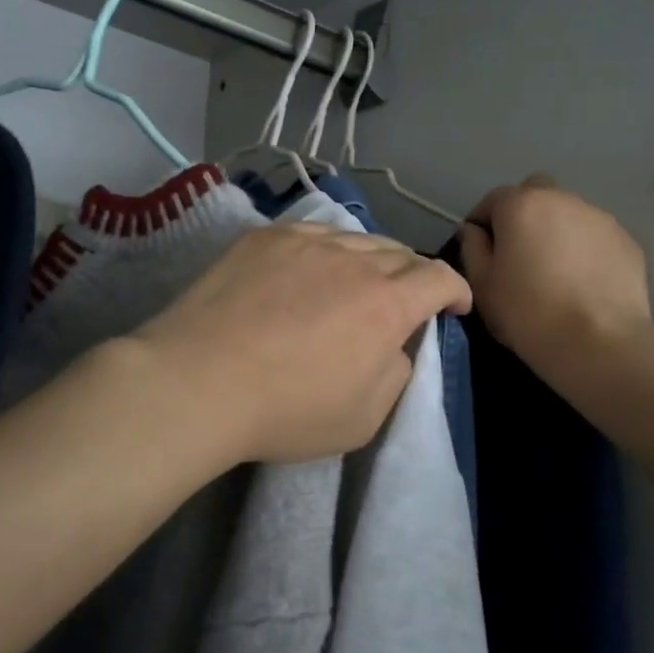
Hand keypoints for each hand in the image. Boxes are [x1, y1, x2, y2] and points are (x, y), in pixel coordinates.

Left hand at [132, 223, 470, 465]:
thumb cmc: (285, 411)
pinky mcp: (264, 238)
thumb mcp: (363, 418)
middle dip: (414, 276)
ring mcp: (306, 243)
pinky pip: (312, 234)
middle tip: (404, 299)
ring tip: (358, 280)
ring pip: (356, 239)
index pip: (439, 278)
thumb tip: (394, 347)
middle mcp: (354, 261)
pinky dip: (327, 250)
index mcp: (387, 304)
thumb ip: (395, 375)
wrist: (197, 381)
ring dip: (371, 259)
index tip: (454, 305)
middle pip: (400, 254)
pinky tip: (312, 268)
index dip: (455, 289)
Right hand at [457, 175, 653, 378]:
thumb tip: (475, 231)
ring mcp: (600, 218)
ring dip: (557, 231)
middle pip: (536, 195)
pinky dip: (585, 250)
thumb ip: (472, 248)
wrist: (599, 342)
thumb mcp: (482, 285)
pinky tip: (584, 283)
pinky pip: (595, 237)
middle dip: (524, 215)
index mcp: (521, 205)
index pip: (493, 199)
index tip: (482, 250)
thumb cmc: (528, 313)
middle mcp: (562, 199)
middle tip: (521, 254)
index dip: (483, 222)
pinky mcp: (627, 241)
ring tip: (556, 271)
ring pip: (569, 214)